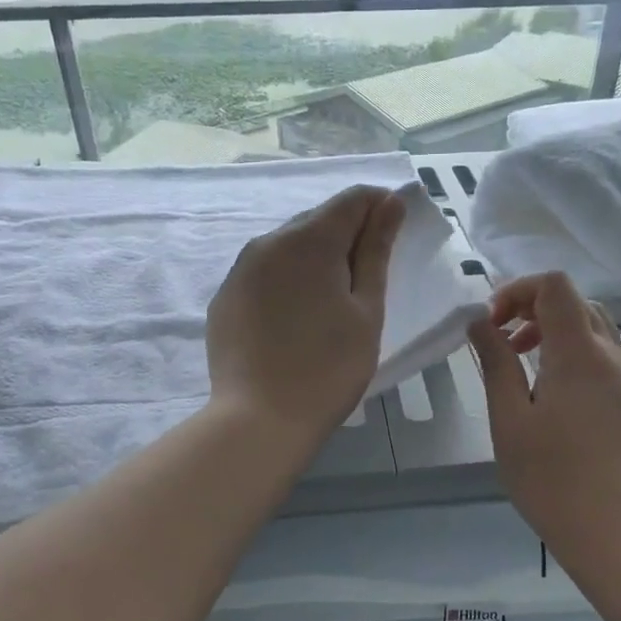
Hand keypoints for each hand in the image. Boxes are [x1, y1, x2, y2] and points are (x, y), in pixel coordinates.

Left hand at [206, 185, 405, 445]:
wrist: (259, 420)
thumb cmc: (329, 367)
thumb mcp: (366, 309)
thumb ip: (376, 251)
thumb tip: (389, 203)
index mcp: (309, 240)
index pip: (352, 200)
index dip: (379, 208)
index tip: (395, 233)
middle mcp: (268, 242)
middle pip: (317, 221)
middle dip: (347, 236)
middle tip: (368, 278)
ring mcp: (240, 270)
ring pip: (288, 247)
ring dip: (315, 259)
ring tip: (332, 301)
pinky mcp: (225, 298)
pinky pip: (264, 273)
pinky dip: (287, 281)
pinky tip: (296, 318)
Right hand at [467, 272, 620, 565]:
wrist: (612, 532)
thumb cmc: (550, 478)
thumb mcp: (509, 419)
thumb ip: (495, 362)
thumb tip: (479, 322)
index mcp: (579, 353)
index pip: (555, 285)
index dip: (518, 290)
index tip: (491, 324)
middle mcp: (610, 355)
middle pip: (574, 300)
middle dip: (532, 306)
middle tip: (501, 340)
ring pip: (592, 325)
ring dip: (553, 327)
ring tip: (521, 360)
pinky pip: (602, 353)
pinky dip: (572, 349)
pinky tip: (549, 387)